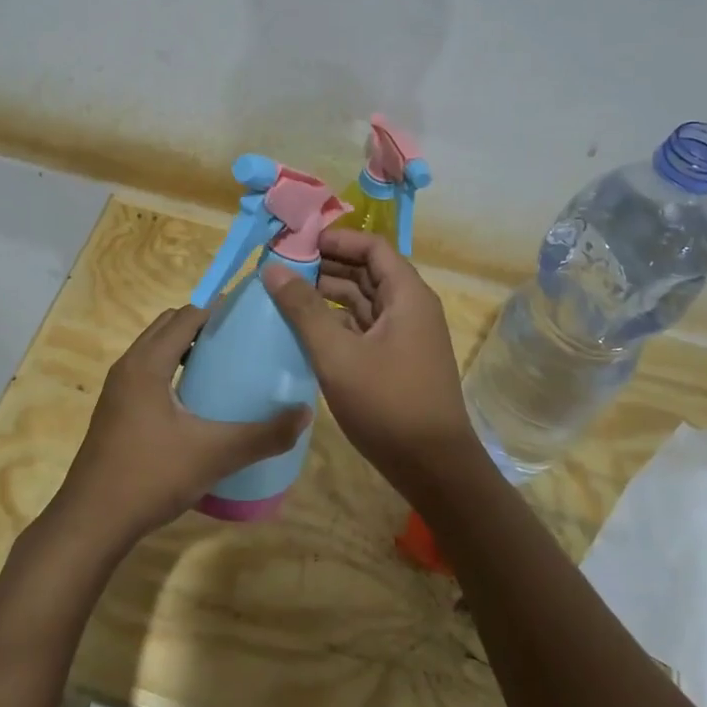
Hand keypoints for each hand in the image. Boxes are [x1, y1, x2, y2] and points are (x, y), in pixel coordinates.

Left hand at [50, 304, 310, 552]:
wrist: (92, 523)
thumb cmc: (150, 477)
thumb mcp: (214, 455)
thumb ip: (263, 435)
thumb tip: (305, 413)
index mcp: (147, 364)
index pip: (185, 317)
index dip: (217, 311)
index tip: (250, 318)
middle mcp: (128, 368)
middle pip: (167, 328)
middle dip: (202, 327)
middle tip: (240, 342)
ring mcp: (117, 391)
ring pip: (154, 352)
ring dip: (185, 349)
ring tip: (223, 368)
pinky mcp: (115, 413)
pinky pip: (147, 374)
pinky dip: (171, 372)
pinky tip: (197, 403)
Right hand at [262, 229, 481, 492]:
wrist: (434, 467)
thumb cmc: (388, 403)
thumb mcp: (338, 354)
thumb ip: (304, 309)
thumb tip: (273, 268)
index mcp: (407, 295)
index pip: (373, 247)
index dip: (337, 239)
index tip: (298, 243)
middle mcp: (410, 308)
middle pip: (368, 271)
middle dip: (327, 266)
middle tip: (283, 268)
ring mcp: (405, 336)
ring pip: (365, 301)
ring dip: (330, 295)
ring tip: (286, 295)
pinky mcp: (397, 360)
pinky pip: (365, 327)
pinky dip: (338, 322)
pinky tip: (306, 330)